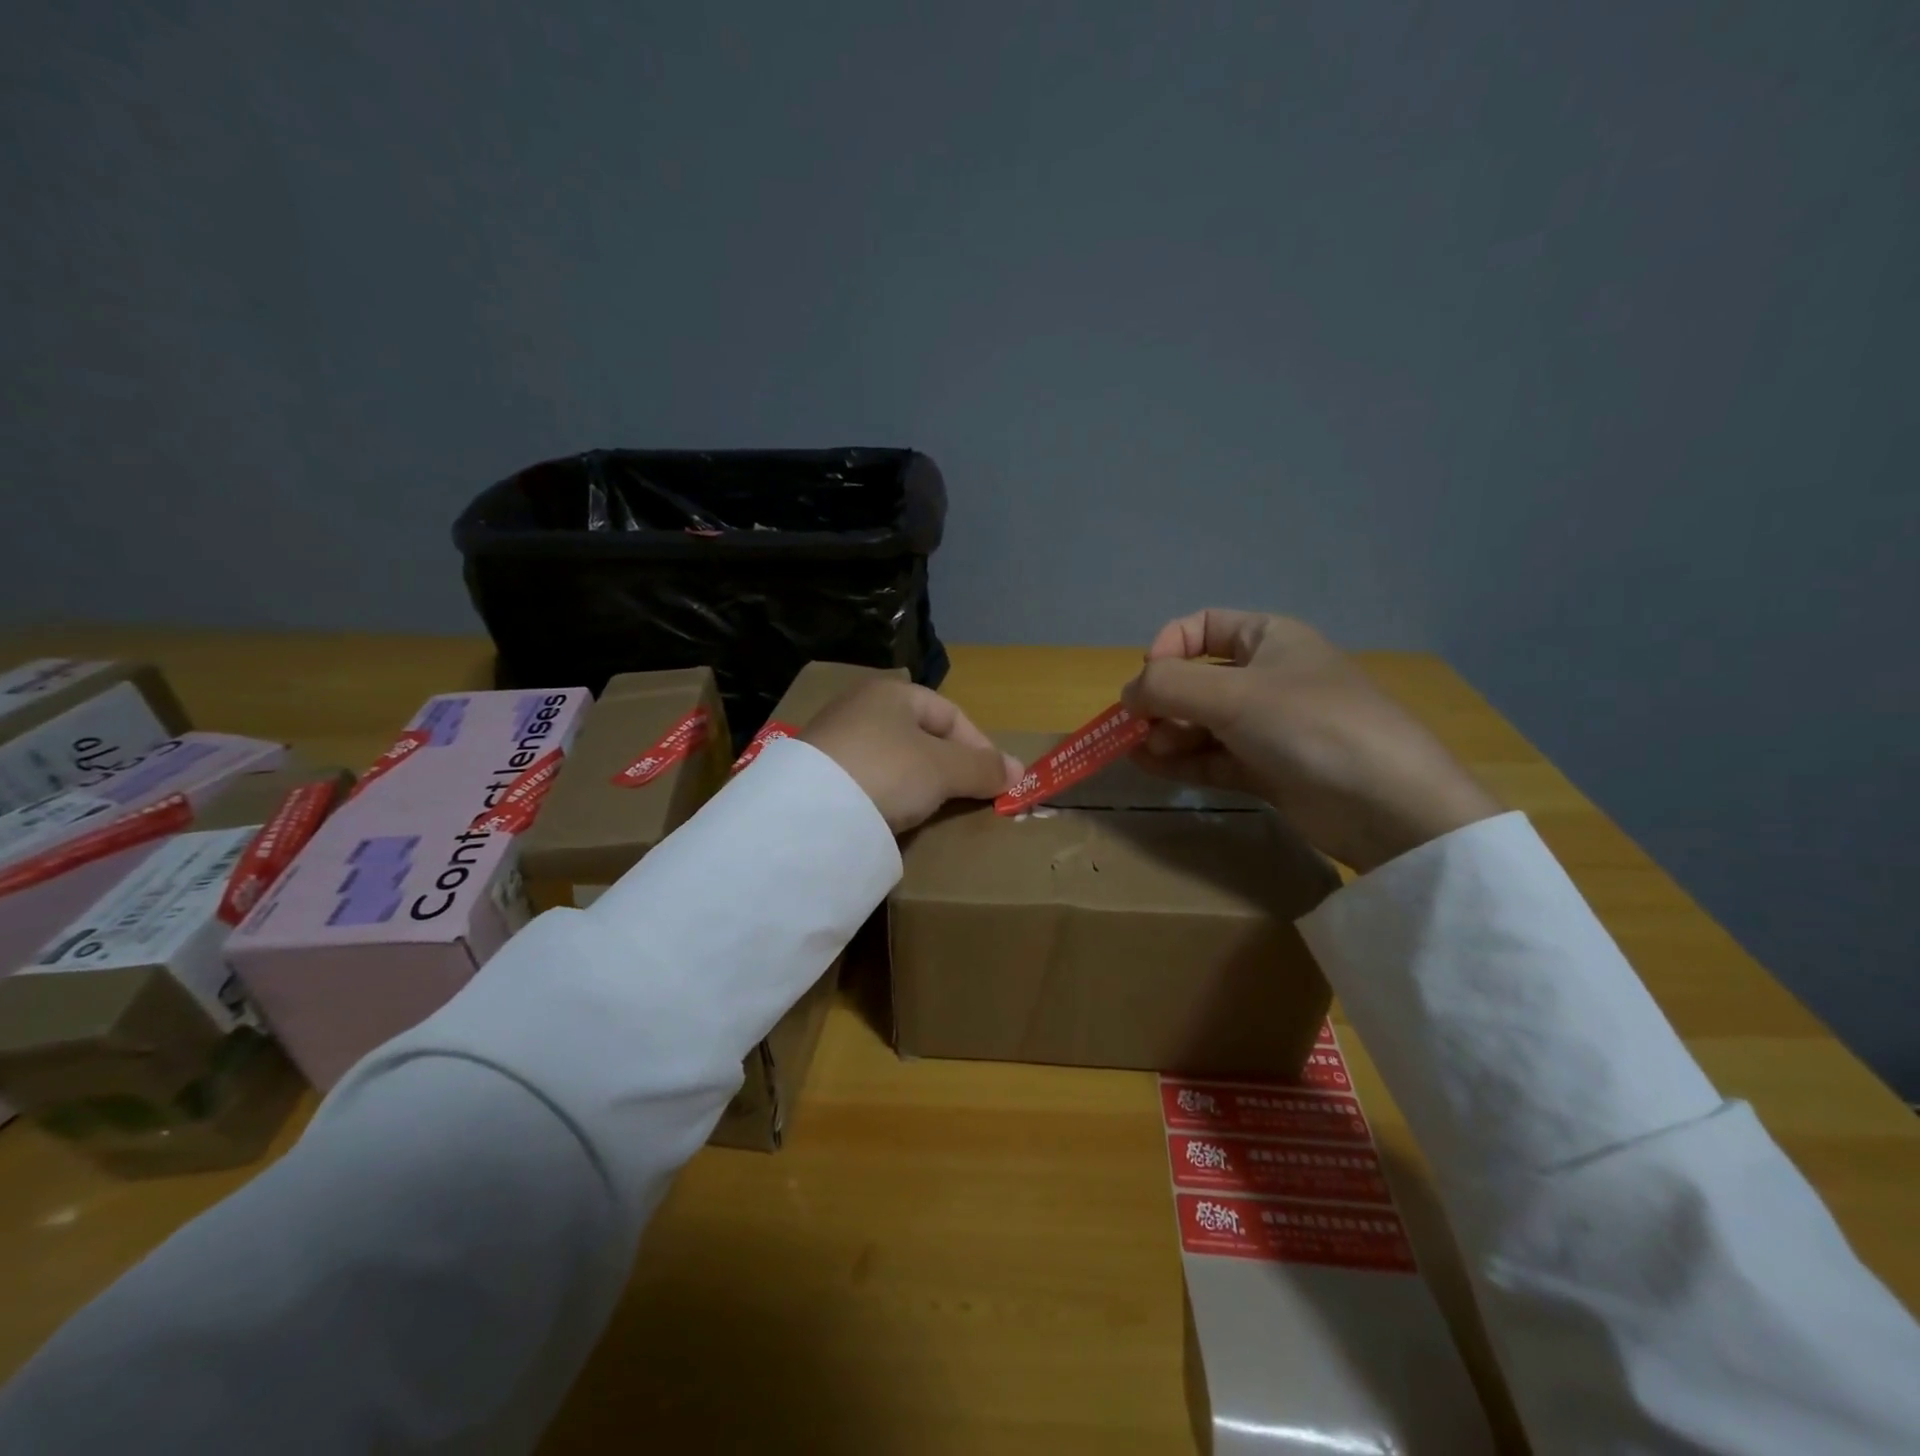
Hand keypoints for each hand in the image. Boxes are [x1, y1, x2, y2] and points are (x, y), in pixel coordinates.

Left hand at [804, 681, 1023, 832]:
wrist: (809, 810)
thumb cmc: (888, 770)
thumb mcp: (943, 768)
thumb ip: (982, 768)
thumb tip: (1019, 771)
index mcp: (891, 692)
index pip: (950, 713)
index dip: (980, 745)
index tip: (997, 780)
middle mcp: (860, 707)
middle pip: (921, 736)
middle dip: (950, 766)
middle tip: (969, 797)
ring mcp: (834, 741)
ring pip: (894, 761)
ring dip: (919, 784)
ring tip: (935, 811)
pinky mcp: (817, 775)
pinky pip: (868, 781)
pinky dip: (888, 796)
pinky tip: (895, 817)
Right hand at [1121, 610, 1501, 872]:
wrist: (1387, 804)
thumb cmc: (1310, 726)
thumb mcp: (1232, 694)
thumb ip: (1168, 685)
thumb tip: (1127, 694)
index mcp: (1269, 639)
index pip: (1202, 626)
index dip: (1167, 647)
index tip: (1146, 680)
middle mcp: (1268, 677)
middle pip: (1196, 678)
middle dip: (1161, 701)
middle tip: (1136, 730)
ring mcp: (1269, 726)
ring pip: (1201, 722)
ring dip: (1167, 734)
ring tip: (1141, 753)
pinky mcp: (1269, 769)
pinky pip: (1214, 757)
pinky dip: (1183, 761)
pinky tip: (1154, 768)